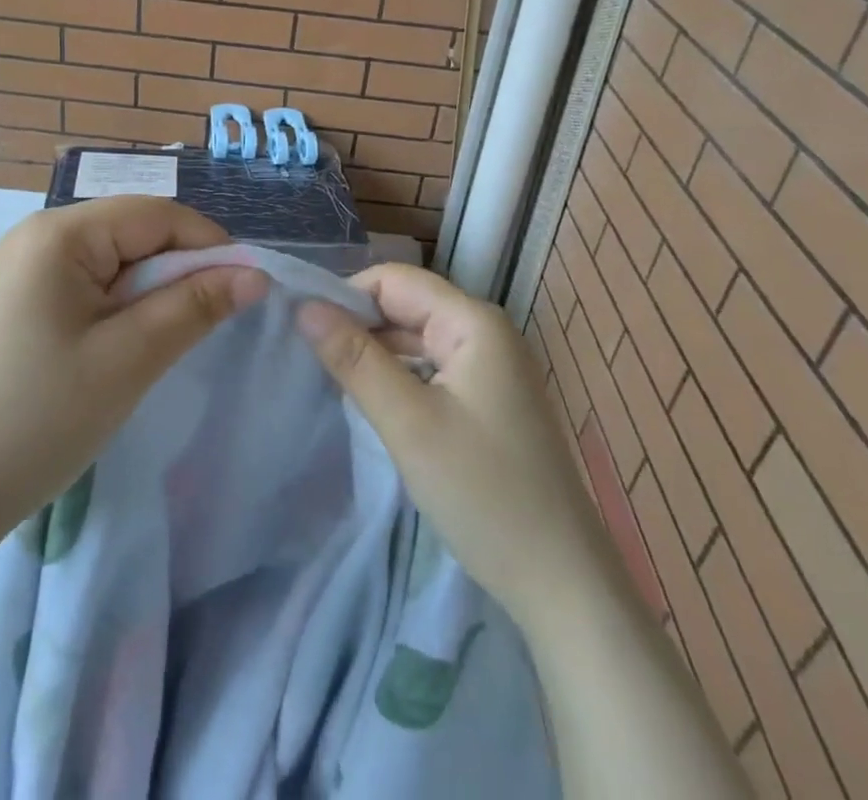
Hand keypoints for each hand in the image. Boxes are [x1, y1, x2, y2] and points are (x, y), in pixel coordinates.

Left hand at [0, 197, 266, 546]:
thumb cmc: (42, 418)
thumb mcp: (130, 358)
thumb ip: (195, 305)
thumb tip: (256, 275)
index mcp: (57, 234)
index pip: (153, 214)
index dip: (206, 244)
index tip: (243, 288)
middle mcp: (35, 234)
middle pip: (131, 231)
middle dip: (175, 269)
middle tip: (202, 322)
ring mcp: (21, 264)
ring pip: (112, 258)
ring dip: (148, 290)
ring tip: (160, 338)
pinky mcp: (17, 295)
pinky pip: (86, 279)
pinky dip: (118, 303)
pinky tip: (122, 341)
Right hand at [297, 264, 598, 628]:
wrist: (563, 586)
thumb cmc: (484, 494)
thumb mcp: (409, 423)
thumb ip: (355, 359)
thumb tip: (305, 305)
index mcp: (473, 322)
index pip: (393, 280)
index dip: (346, 297)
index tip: (304, 332)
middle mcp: (485, 332)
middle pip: (406, 305)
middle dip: (358, 326)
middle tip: (309, 361)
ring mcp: (491, 367)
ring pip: (416, 339)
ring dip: (375, 354)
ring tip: (331, 381)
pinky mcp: (489, 400)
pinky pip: (432, 369)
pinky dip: (399, 378)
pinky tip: (373, 403)